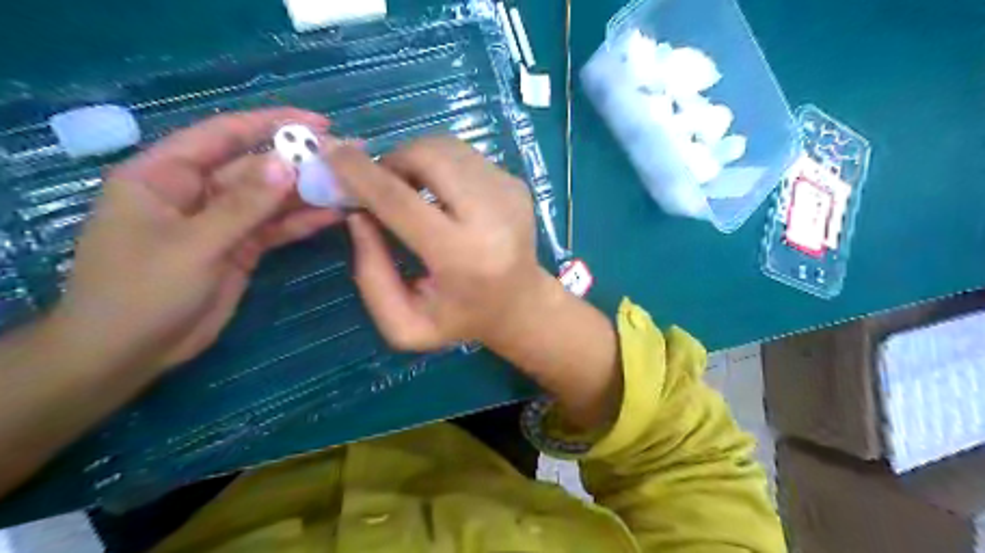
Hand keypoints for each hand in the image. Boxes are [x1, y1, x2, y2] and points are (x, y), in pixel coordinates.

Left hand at [49, 108, 342, 373]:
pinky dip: (303, 222)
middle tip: (350, 159)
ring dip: (310, 193)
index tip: (319, 124)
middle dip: (302, 163)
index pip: (224, 135)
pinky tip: (335, 215)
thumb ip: (243, 205)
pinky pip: (276, 227)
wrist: (131, 351)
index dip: (272, 123)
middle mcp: (197, 191)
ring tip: (352, 186)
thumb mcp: (193, 244)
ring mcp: (222, 221)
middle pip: (257, 167)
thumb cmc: (143, 290)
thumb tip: (286, 164)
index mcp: (166, 174)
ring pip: (272, 199)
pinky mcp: (241, 247)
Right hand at [335, 137, 556, 349]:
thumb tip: (358, 213)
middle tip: (380, 184)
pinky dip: (440, 166)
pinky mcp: (517, 183)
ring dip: (415, 159)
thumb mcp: (405, 325)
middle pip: (429, 157)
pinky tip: (442, 197)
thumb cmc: (460, 320)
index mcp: (462, 258)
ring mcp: (509, 194)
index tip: (330, 154)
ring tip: (410, 190)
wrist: (520, 305)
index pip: (401, 202)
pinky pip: (464, 156)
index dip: (361, 175)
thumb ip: (371, 275)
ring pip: (447, 148)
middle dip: (392, 160)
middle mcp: (492, 217)